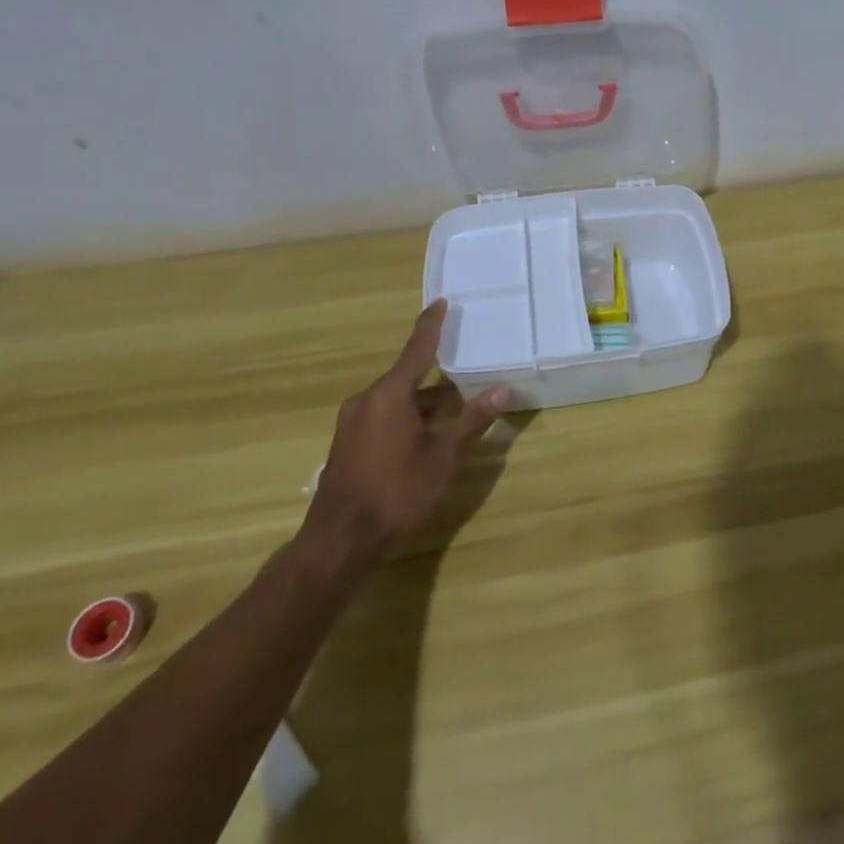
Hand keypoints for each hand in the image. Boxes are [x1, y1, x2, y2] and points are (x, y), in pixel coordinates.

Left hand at [298, 300, 507, 581]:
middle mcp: (366, 400)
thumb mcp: (443, 457)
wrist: (340, 541)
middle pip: (406, 376)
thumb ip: (472, 421)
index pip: (416, 349)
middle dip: (434, 372)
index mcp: (389, 395)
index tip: (440, 302)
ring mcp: (353, 423)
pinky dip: (407, 415)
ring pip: (395, 399)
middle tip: (462, 364)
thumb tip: (503, 389)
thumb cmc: (397, 491)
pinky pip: (383, 415)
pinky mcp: (348, 444)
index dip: (431, 326)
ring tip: (454, 405)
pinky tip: (425, 433)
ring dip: (423, 400)